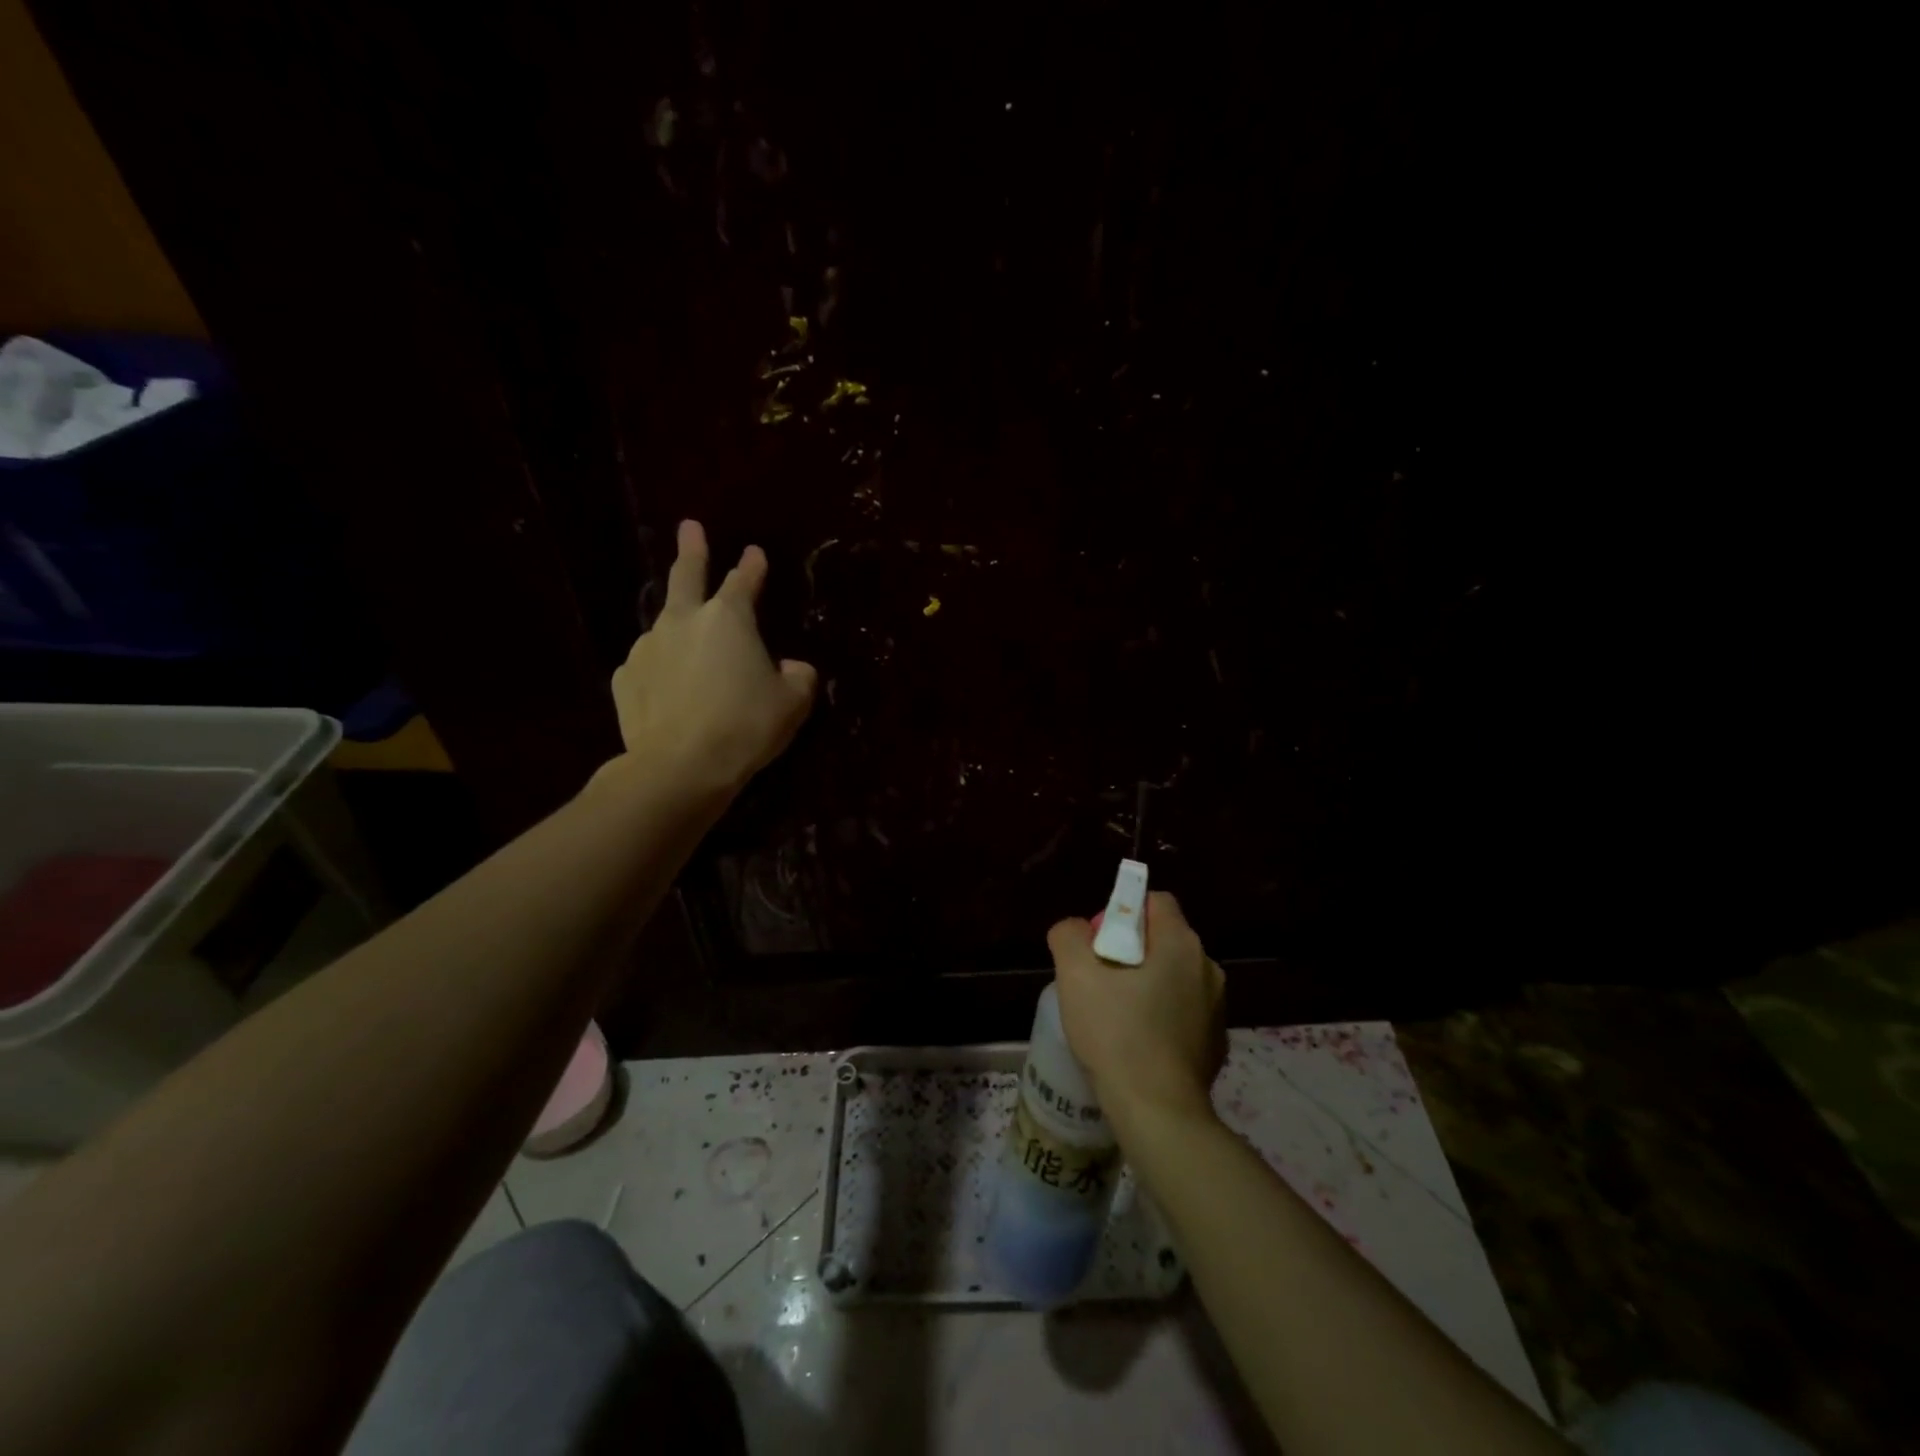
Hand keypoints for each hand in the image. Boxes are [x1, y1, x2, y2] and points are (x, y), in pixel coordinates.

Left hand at [609, 521, 817, 792]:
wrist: (681, 766)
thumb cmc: (745, 725)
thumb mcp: (792, 702)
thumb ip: (798, 677)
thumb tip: (791, 668)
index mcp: (729, 620)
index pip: (743, 582)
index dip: (751, 567)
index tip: (754, 552)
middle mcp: (683, 622)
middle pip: (686, 576)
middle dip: (691, 550)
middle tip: (689, 528)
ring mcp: (647, 648)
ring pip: (666, 627)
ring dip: (679, 629)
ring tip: (690, 651)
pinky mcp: (625, 679)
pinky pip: (649, 667)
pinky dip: (661, 670)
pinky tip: (669, 691)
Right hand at [1048, 892, 1224, 1127]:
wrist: (1158, 1111)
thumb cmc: (1116, 1033)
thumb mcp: (1074, 974)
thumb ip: (1069, 935)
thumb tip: (1074, 929)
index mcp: (1181, 942)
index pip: (1154, 901)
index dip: (1122, 913)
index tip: (1099, 944)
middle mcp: (1208, 967)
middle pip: (1162, 939)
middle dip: (1130, 951)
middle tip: (1099, 982)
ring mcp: (1217, 1007)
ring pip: (1173, 977)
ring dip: (1147, 985)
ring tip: (1115, 1017)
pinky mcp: (1217, 1042)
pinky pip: (1183, 1013)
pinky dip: (1162, 1018)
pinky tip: (1137, 1045)